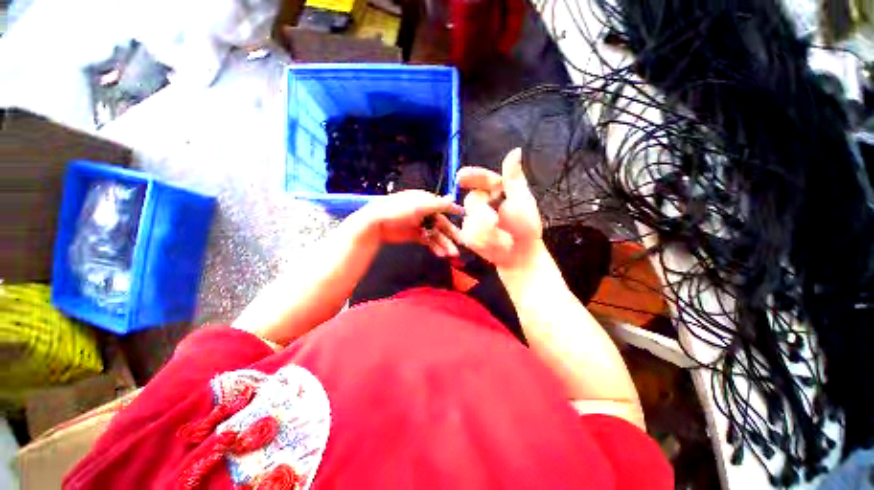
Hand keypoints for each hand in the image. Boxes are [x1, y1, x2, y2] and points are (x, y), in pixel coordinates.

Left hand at [356, 190, 463, 256]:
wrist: (376, 223)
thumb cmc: (398, 210)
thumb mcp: (419, 205)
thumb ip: (438, 204)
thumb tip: (454, 199)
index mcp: (427, 201)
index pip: (444, 208)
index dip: (455, 216)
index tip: (467, 224)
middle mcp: (425, 212)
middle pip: (442, 224)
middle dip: (451, 235)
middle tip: (462, 245)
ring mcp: (420, 224)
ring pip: (436, 234)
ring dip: (444, 244)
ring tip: (452, 254)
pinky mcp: (414, 235)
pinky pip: (428, 241)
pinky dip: (435, 247)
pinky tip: (441, 254)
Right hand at [457, 148, 542, 268]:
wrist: (518, 256)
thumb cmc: (525, 228)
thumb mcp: (523, 201)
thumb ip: (514, 178)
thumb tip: (515, 150)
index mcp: (499, 190)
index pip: (483, 178)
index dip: (472, 176)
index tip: (460, 177)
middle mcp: (485, 201)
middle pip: (471, 199)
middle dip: (481, 213)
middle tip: (493, 223)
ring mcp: (475, 217)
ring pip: (469, 218)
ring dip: (484, 230)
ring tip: (501, 239)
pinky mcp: (469, 232)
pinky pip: (466, 231)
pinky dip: (479, 239)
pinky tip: (491, 244)